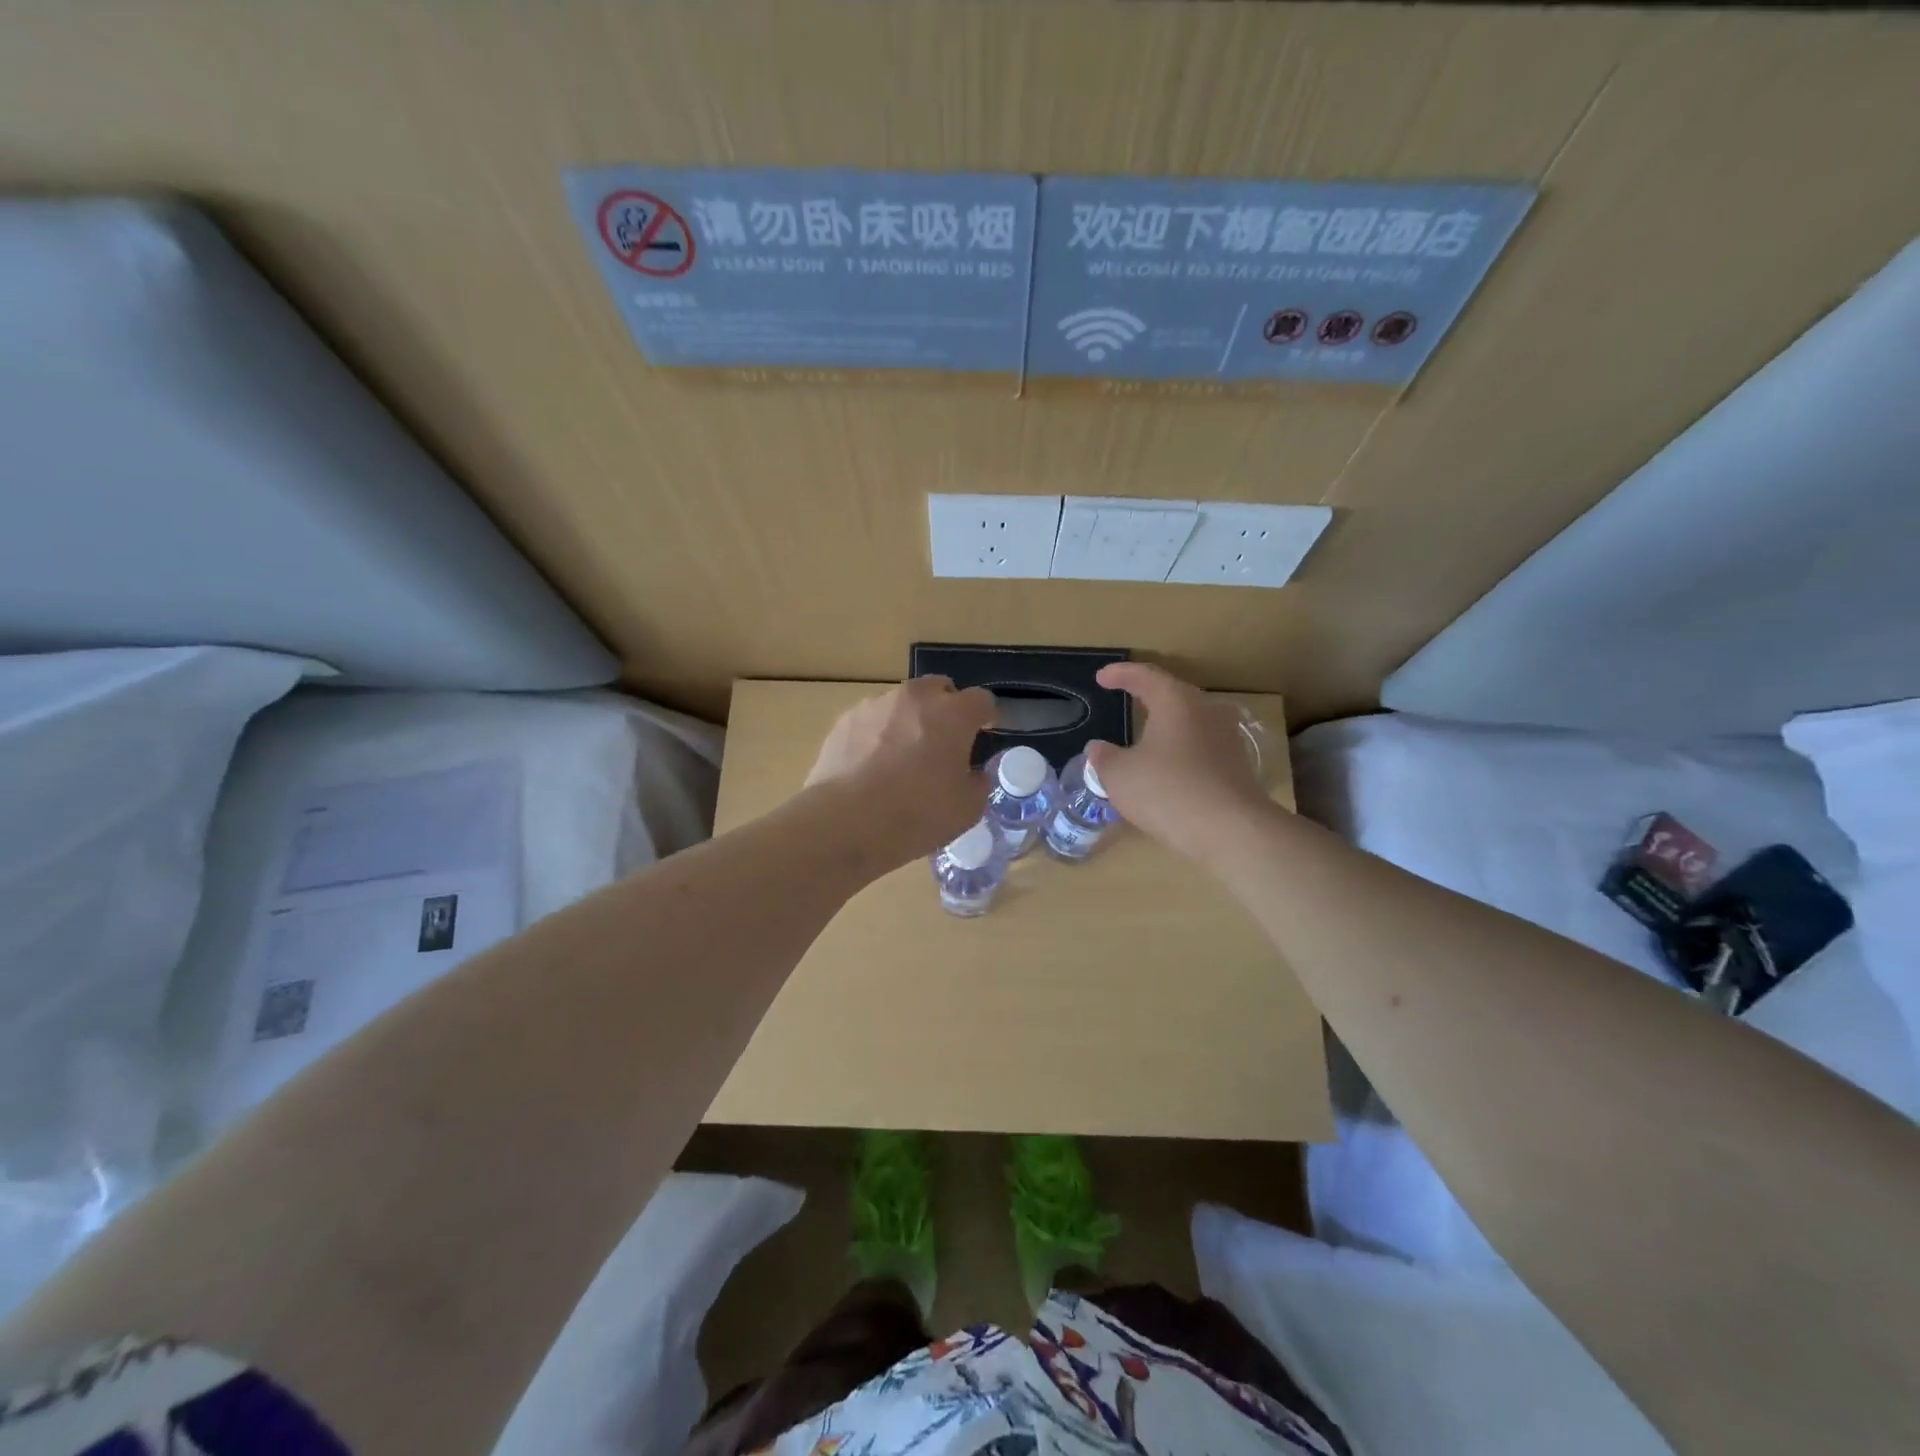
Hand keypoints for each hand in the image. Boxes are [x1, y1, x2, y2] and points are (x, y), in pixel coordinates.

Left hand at [806, 675, 995, 864]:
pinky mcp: (845, 719)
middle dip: (945, 708)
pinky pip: (872, 720)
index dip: (986, 716)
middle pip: (939, 689)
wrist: (845, 822)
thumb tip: (972, 775)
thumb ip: (977, 784)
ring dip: (909, 720)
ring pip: (902, 703)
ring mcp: (876, 705)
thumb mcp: (966, 810)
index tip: (983, 734)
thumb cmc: (916, 815)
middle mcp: (915, 698)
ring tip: (901, 757)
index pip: (982, 700)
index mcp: (953, 714)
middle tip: (943, 742)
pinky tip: (871, 766)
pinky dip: (878, 734)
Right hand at [1085, 663, 1276, 863]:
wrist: (1232, 831)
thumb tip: (1097, 748)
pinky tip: (1170, 767)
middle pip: (1174, 694)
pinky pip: (1203, 747)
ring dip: (1169, 725)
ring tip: (1148, 734)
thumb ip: (1104, 758)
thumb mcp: (1120, 776)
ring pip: (1192, 721)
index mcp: (1176, 701)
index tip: (1102, 678)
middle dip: (1149, 695)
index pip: (1145, 676)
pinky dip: (1183, 750)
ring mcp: (1228, 738)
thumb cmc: (1168, 791)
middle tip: (1128, 698)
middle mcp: (1207, 711)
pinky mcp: (1238, 766)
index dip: (1121, 675)